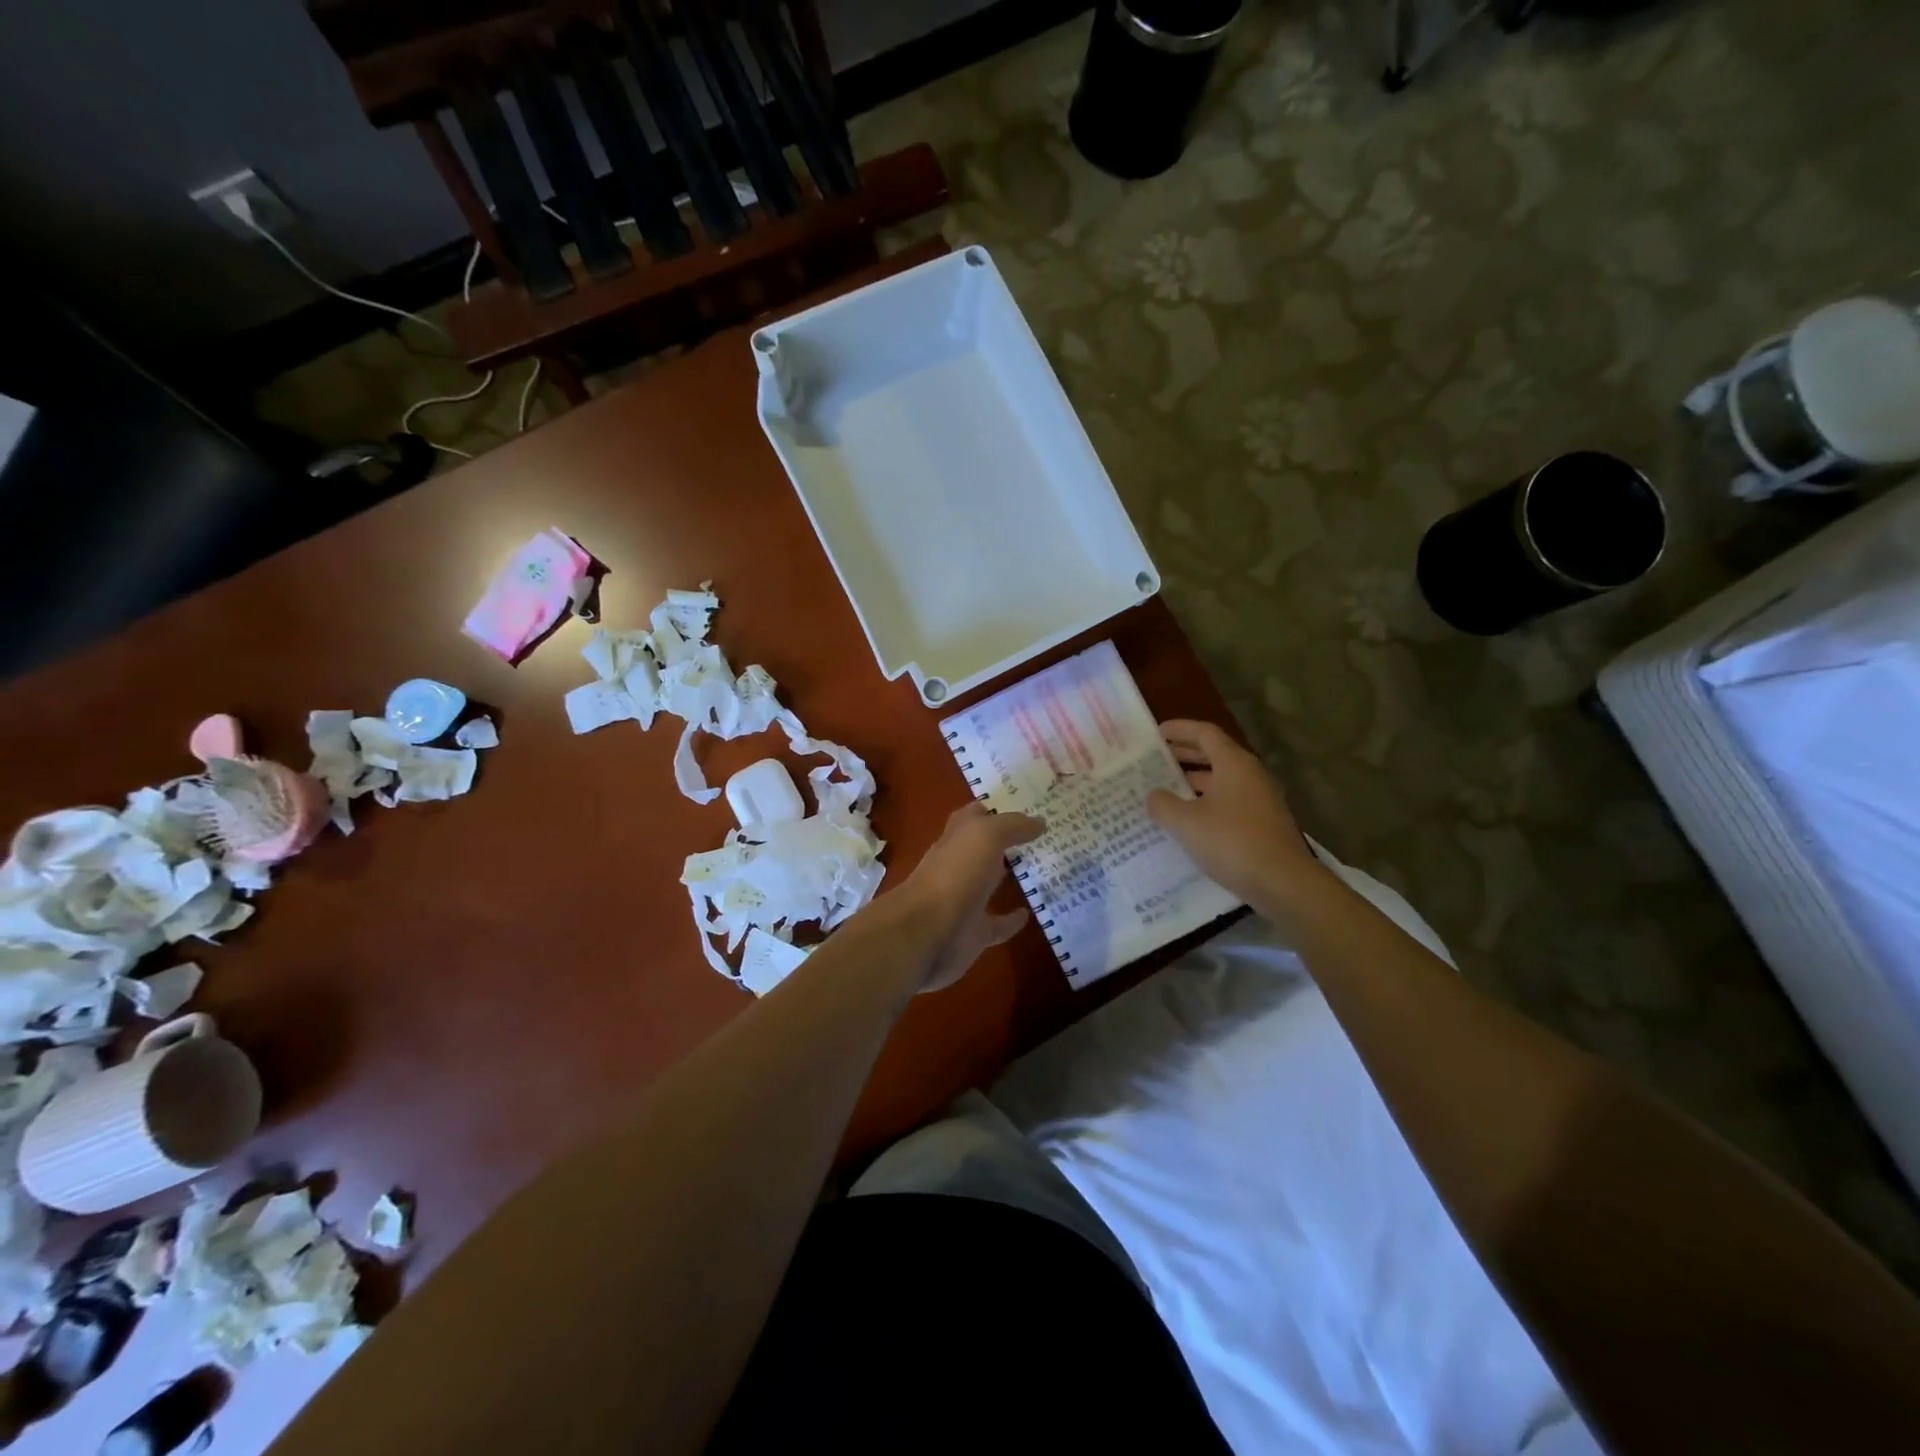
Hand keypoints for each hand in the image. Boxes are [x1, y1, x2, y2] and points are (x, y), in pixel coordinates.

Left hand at [891, 803, 1044, 993]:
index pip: (973, 816)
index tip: (1024, 805)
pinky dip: (1011, 920)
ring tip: (1041, 869)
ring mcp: (963, 900)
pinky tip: (1029, 913)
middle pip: (981, 849)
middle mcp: (957, 865)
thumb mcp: (985, 836)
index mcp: (956, 838)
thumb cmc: (955, 874)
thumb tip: (1039, 821)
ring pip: (988, 884)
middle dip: (1003, 841)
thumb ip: (1012, 826)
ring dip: (1008, 878)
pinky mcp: (972, 932)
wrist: (927, 933)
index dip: (994, 809)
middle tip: (1039, 835)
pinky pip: (996, 924)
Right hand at [1145, 720, 1320, 905]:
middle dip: (1185, 754)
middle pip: (1215, 754)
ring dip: (1195, 780)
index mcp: (1234, 763)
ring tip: (1166, 789)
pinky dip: (1207, 802)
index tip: (1157, 733)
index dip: (1180, 729)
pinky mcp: (1263, 823)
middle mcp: (1250, 775)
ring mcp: (1260, 800)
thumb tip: (1154, 795)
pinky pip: (1229, 801)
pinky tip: (1189, 820)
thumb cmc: (1231, 841)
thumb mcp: (1186, 822)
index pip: (1205, 733)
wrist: (1282, 882)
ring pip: (1222, 780)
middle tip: (1157, 758)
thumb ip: (1163, 804)